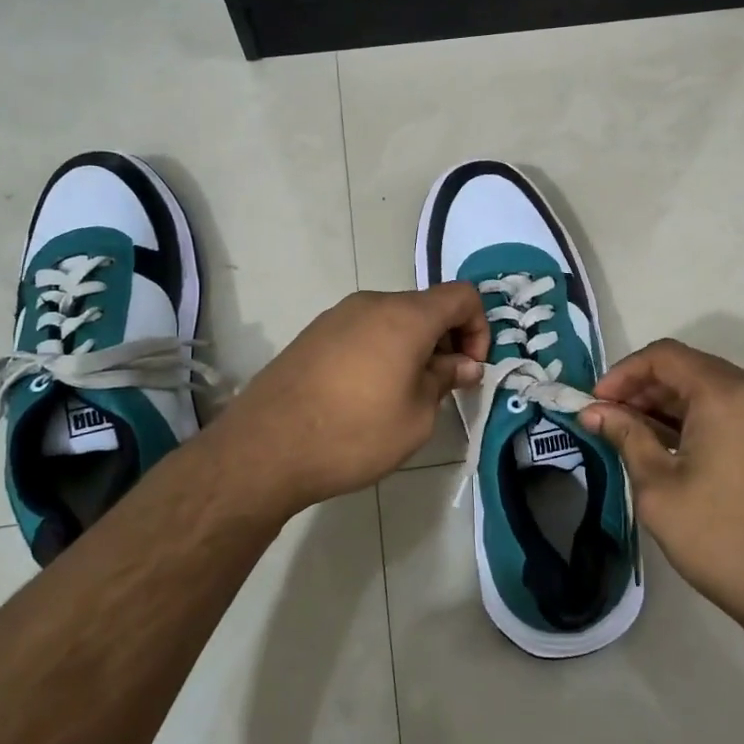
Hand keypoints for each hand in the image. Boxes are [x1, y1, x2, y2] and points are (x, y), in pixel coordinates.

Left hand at [204, 285, 488, 516]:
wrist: (265, 448)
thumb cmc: (354, 433)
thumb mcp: (416, 417)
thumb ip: (445, 380)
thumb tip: (463, 363)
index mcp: (405, 316)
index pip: (462, 295)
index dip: (479, 328)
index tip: (469, 369)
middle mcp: (372, 303)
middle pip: (426, 306)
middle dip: (446, 340)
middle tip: (442, 386)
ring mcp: (338, 316)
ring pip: (393, 319)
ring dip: (413, 347)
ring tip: (403, 394)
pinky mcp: (314, 334)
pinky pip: (363, 331)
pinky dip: (381, 350)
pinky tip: (366, 394)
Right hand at [579, 339, 743, 643]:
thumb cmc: (725, 540)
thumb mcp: (660, 490)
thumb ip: (626, 437)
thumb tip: (594, 412)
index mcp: (727, 394)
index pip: (664, 356)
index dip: (622, 373)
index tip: (595, 404)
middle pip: (689, 368)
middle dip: (643, 389)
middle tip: (609, 422)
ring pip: (712, 388)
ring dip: (670, 405)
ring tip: (635, 437)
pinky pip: (734, 409)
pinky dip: (700, 418)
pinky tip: (674, 449)